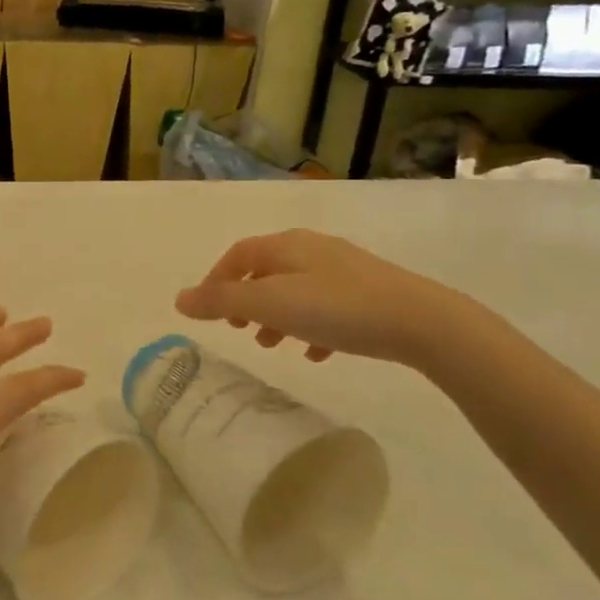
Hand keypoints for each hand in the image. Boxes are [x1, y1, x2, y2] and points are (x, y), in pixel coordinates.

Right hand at [175, 230, 465, 369]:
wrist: (420, 321)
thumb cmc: (336, 308)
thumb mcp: (271, 304)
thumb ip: (222, 302)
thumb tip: (179, 299)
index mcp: (287, 245)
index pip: (239, 254)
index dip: (217, 280)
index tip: (208, 312)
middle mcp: (313, 249)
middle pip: (266, 270)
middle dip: (247, 300)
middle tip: (240, 330)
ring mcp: (343, 270)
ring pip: (296, 290)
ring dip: (277, 316)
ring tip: (273, 345)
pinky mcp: (369, 293)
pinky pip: (327, 307)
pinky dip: (310, 327)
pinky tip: (316, 354)